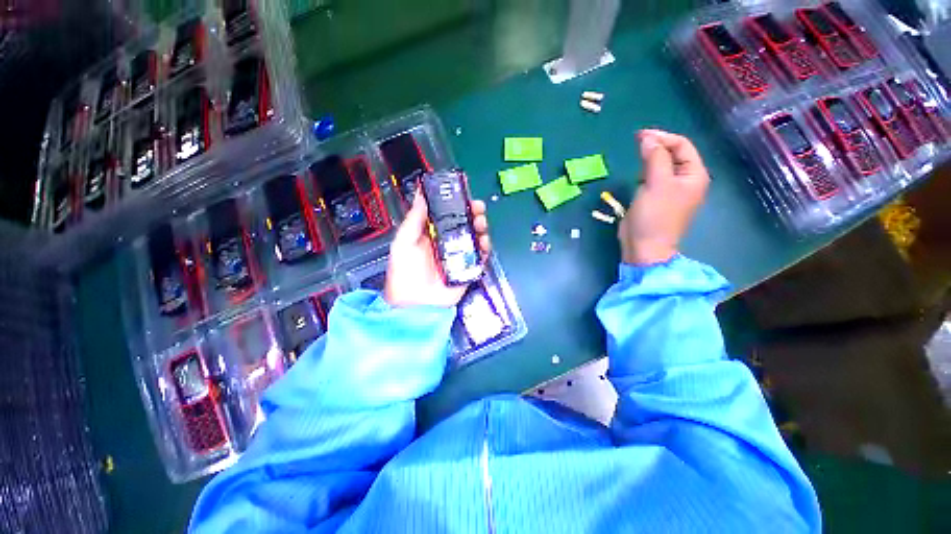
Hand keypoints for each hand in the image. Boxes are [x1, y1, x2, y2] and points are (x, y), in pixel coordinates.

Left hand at [384, 191, 490, 307]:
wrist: (415, 304)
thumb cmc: (405, 272)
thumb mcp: (404, 242)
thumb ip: (414, 219)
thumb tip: (420, 193)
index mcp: (431, 233)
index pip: (447, 213)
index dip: (456, 203)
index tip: (463, 194)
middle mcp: (446, 242)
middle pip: (464, 223)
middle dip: (473, 213)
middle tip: (477, 207)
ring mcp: (458, 255)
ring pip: (474, 237)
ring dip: (480, 228)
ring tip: (481, 224)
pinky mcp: (467, 268)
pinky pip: (479, 255)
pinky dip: (484, 248)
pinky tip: (483, 242)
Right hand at [620, 129, 709, 264]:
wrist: (644, 247)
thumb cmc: (655, 216)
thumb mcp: (656, 184)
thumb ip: (654, 158)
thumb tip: (647, 139)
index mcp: (694, 175)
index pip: (682, 146)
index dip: (662, 137)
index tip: (639, 135)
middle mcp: (685, 180)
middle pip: (672, 154)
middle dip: (655, 147)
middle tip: (635, 143)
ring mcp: (670, 190)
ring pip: (661, 165)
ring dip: (649, 159)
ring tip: (636, 159)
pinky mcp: (656, 198)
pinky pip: (652, 178)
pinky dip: (644, 172)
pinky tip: (637, 177)